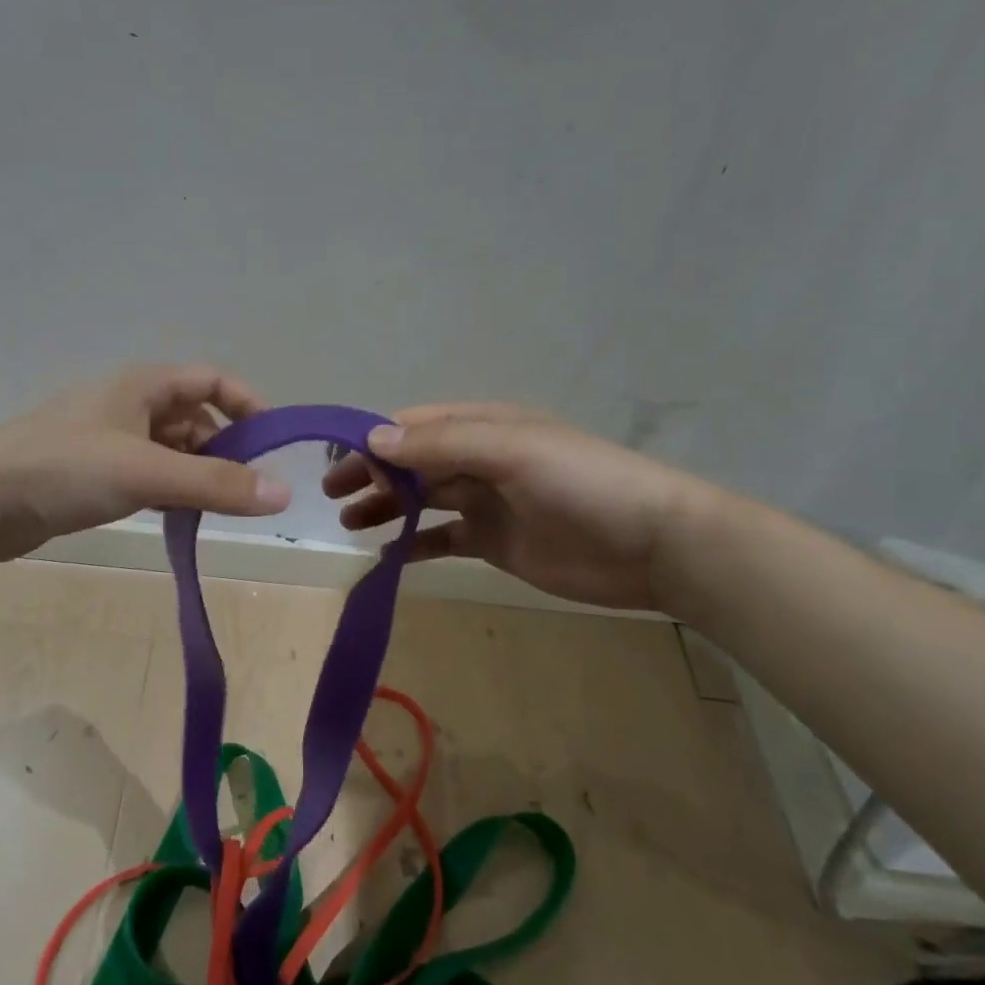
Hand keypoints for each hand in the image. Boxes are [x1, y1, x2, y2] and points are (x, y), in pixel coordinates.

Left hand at [0, 364, 291, 561]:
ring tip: (220, 511)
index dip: (248, 405)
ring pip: (172, 452)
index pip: (212, 380)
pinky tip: (180, 519)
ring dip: (198, 476)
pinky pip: (149, 477)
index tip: (274, 445)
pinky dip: (170, 493)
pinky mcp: (94, 476)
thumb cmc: (64, 468)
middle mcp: (130, 406)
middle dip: (226, 449)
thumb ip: (215, 483)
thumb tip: (283, 492)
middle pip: (195, 419)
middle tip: (249, 492)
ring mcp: (110, 442)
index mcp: (143, 386)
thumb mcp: (146, 472)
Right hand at [323, 403, 719, 611]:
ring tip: (349, 524)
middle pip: (412, 464)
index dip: (374, 441)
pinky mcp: (494, 543)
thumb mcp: (512, 452)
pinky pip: (443, 540)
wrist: (653, 546)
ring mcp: (486, 503)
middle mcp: (479, 460)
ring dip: (385, 508)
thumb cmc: (583, 485)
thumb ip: (442, 445)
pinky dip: (414, 546)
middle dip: (372, 475)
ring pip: (422, 500)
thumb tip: (373, 440)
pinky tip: (387, 557)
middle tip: (331, 496)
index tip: (336, 462)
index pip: (414, 427)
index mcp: (483, 428)